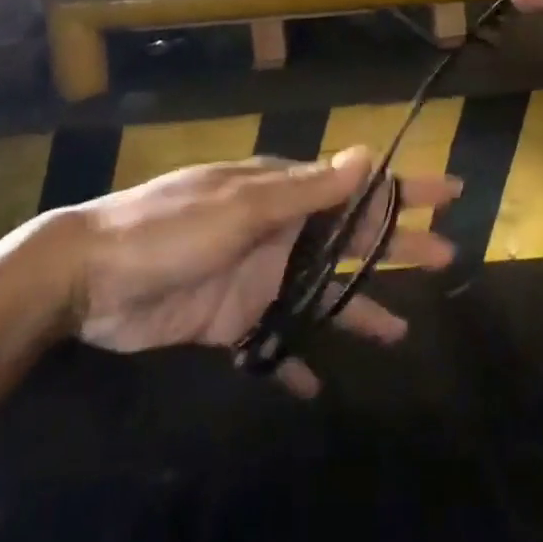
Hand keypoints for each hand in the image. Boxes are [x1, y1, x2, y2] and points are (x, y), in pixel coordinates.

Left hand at [68, 149, 459, 395]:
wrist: (91, 278)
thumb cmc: (171, 229)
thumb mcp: (243, 205)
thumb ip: (306, 190)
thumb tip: (367, 155)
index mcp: (282, 195)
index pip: (357, 189)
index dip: (405, 190)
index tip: (451, 193)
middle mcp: (278, 232)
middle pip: (350, 241)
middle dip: (397, 247)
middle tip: (445, 258)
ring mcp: (256, 277)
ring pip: (320, 295)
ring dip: (357, 309)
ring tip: (399, 333)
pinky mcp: (230, 320)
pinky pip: (273, 342)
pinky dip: (293, 361)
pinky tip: (315, 386)